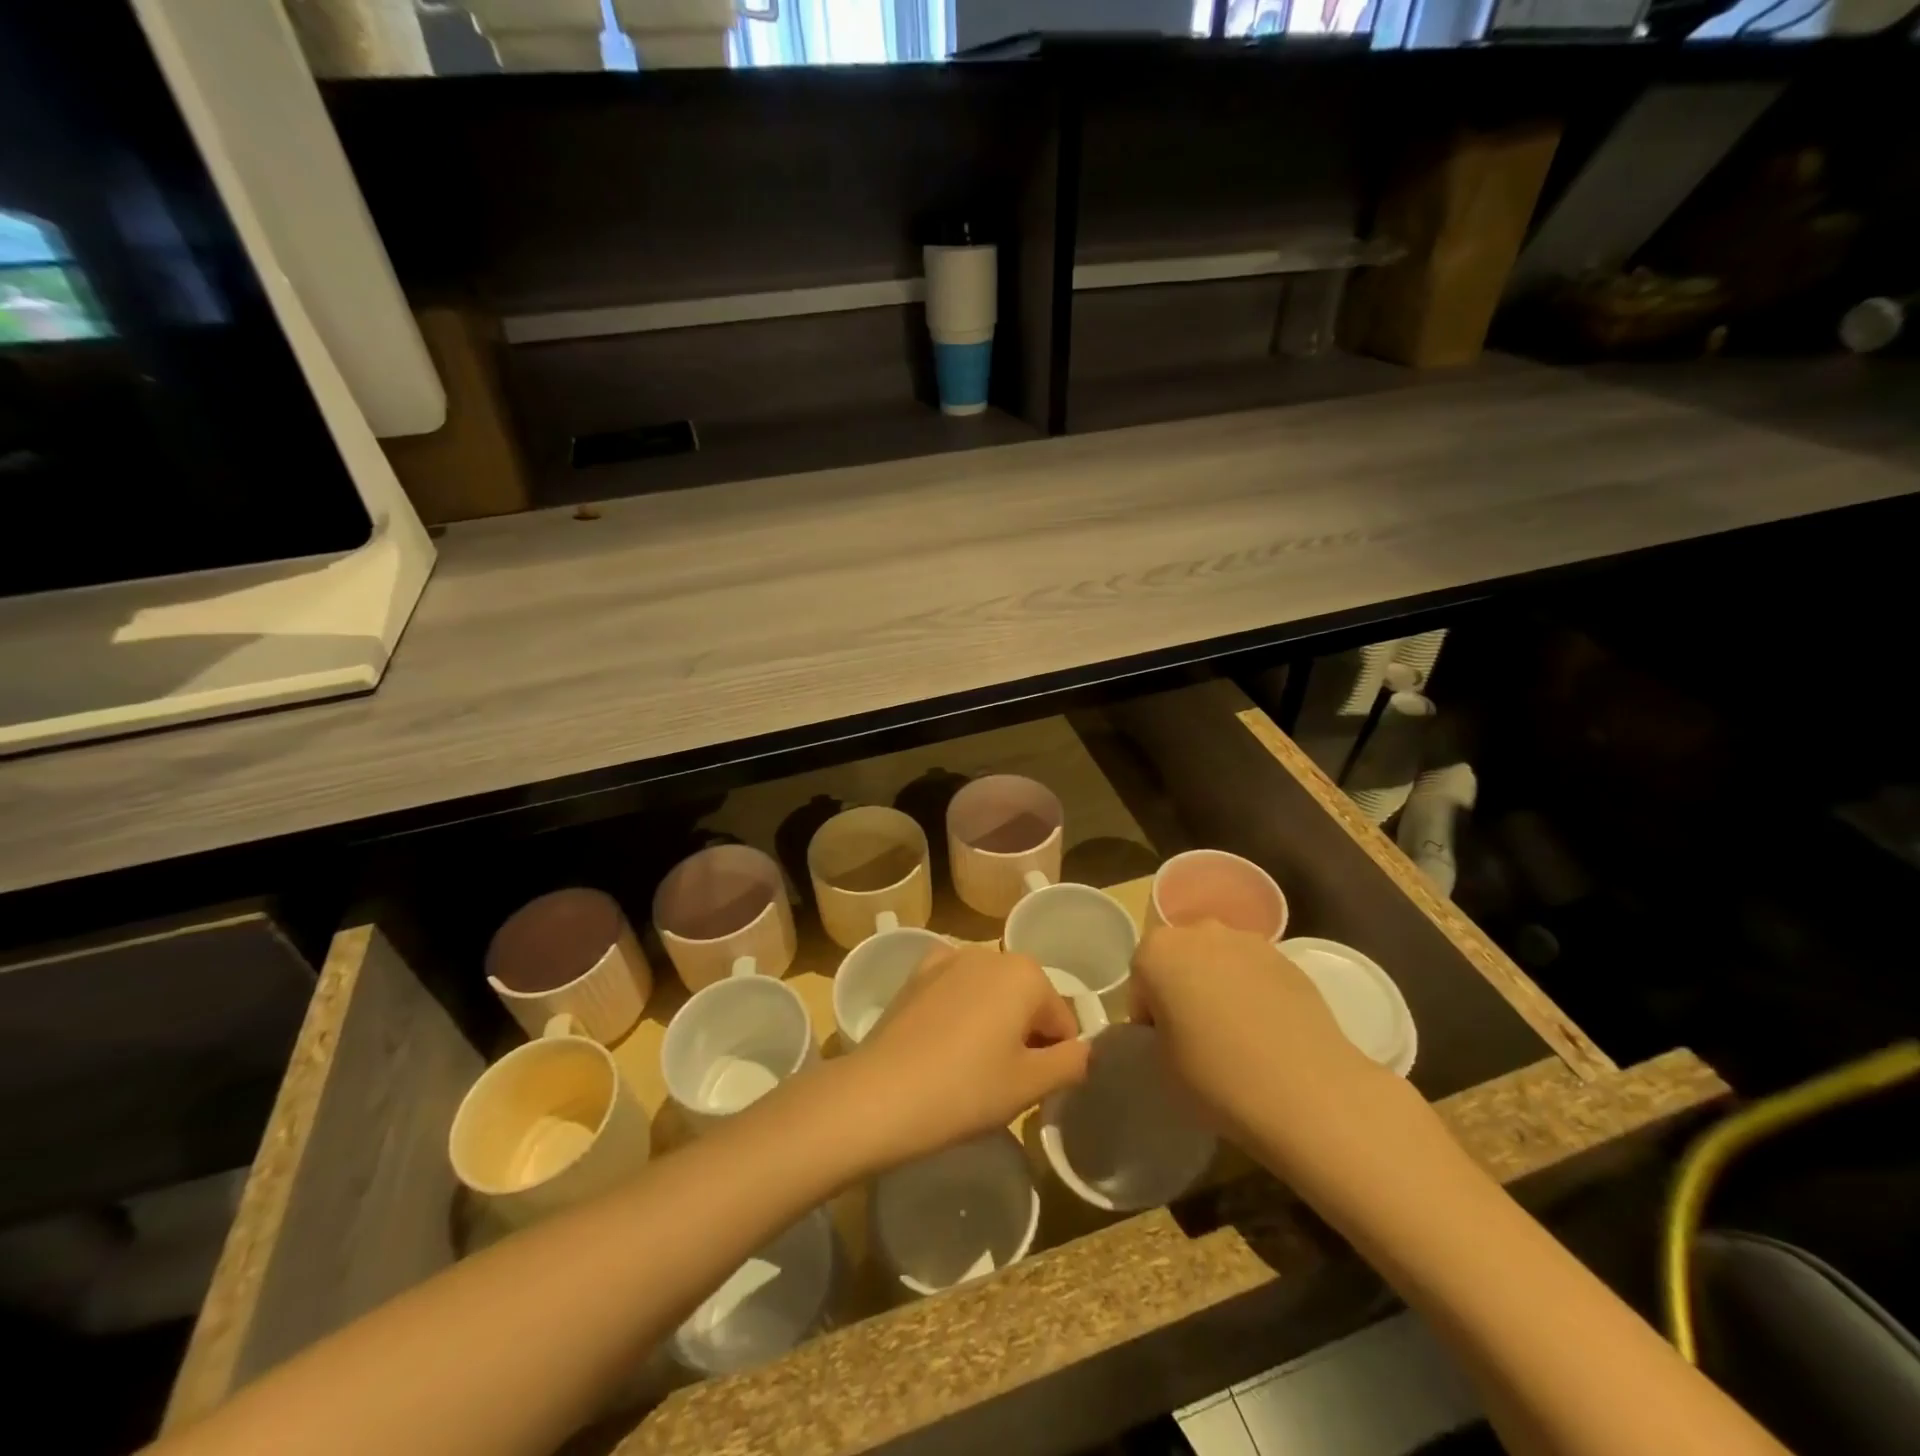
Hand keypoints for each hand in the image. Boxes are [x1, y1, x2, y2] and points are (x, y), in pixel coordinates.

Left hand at [852, 944, 1088, 1167]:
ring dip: (992, 1022)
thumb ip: (1072, 1063)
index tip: (1032, 1089)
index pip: (1062, 1021)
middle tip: (1001, 1081)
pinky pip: (954, 990)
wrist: (880, 1095)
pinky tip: (942, 1042)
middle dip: (1024, 1036)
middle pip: (1026, 1000)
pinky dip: (958, 1009)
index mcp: (1026, 973)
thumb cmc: (967, 1090)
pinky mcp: (916, 974)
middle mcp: (990, 953)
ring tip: (969, 1067)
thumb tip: (1086, 1051)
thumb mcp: (1031, 1085)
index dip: (1055, 1058)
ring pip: (990, 993)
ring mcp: (948, 959)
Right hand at [1131, 922, 1379, 1155]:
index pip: (1140, 980)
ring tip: (1235, 1036)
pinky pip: (1254, 973)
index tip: (1163, 1046)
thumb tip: (1171, 1028)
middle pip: (1179, 959)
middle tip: (1195, 1036)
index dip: (1147, 1015)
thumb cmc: (1217, 1076)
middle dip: (1182, 989)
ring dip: (1218, 987)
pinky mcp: (1288, 959)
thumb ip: (1156, 1032)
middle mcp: (1199, 932)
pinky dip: (1253, 994)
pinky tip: (1267, 1034)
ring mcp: (1248, 941)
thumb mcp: (1161, 1064)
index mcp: (1157, 951)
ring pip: (1218, 961)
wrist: (1308, 1091)